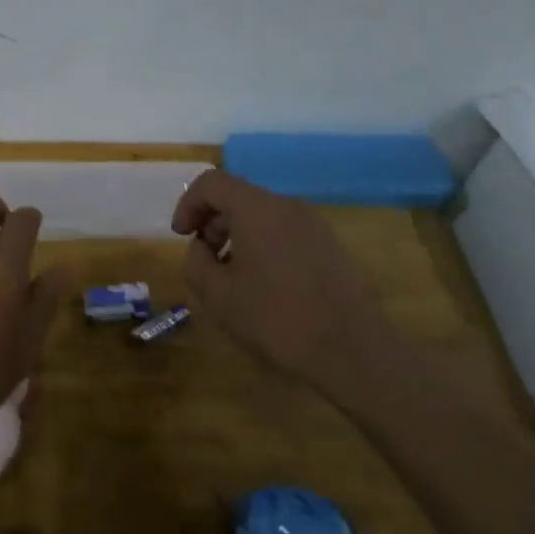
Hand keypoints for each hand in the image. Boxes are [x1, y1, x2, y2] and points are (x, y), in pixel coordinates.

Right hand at [171, 169, 382, 379]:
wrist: (352, 350)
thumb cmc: (276, 319)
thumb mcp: (218, 296)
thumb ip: (196, 262)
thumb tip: (200, 247)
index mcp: (257, 209)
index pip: (212, 182)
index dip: (188, 204)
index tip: (182, 237)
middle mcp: (287, 206)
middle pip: (239, 196)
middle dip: (213, 221)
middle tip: (205, 259)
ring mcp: (313, 224)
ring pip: (263, 214)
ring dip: (238, 235)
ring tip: (233, 276)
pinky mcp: (330, 245)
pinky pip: (285, 231)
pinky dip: (264, 244)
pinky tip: (265, 285)